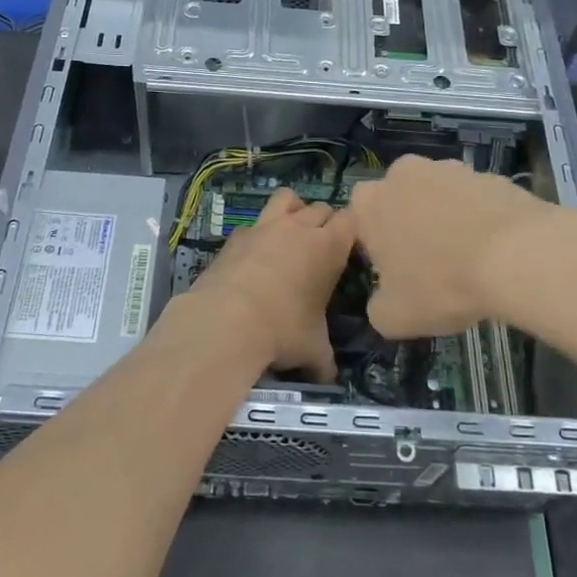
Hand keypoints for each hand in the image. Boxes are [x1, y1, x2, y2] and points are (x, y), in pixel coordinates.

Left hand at [188, 188, 354, 382]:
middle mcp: (299, 228)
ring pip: (287, 198)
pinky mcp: (236, 235)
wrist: (225, 322)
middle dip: (325, 222)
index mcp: (328, 247)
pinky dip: (258, 234)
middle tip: (321, 249)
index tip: (348, 250)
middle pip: (321, 207)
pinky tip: (254, 257)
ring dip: (293, 210)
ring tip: (290, 233)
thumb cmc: (281, 331)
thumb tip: (330, 378)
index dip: (351, 232)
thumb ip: (325, 360)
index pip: (350, 219)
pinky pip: (254, 224)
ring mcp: (264, 227)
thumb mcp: (312, 350)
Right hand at [348, 155, 552, 337]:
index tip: (395, 273)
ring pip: (439, 198)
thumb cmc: (441, 283)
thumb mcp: (395, 318)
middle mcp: (403, 174)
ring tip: (469, 260)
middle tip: (431, 265)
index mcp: (369, 203)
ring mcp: (449, 169)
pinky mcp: (489, 174)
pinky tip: (497, 250)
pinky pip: (476, 201)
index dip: (376, 249)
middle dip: (410, 227)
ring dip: (446, 220)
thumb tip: (385, 301)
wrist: (517, 255)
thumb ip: (378, 307)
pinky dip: (481, 220)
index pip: (360, 222)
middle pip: (400, 203)